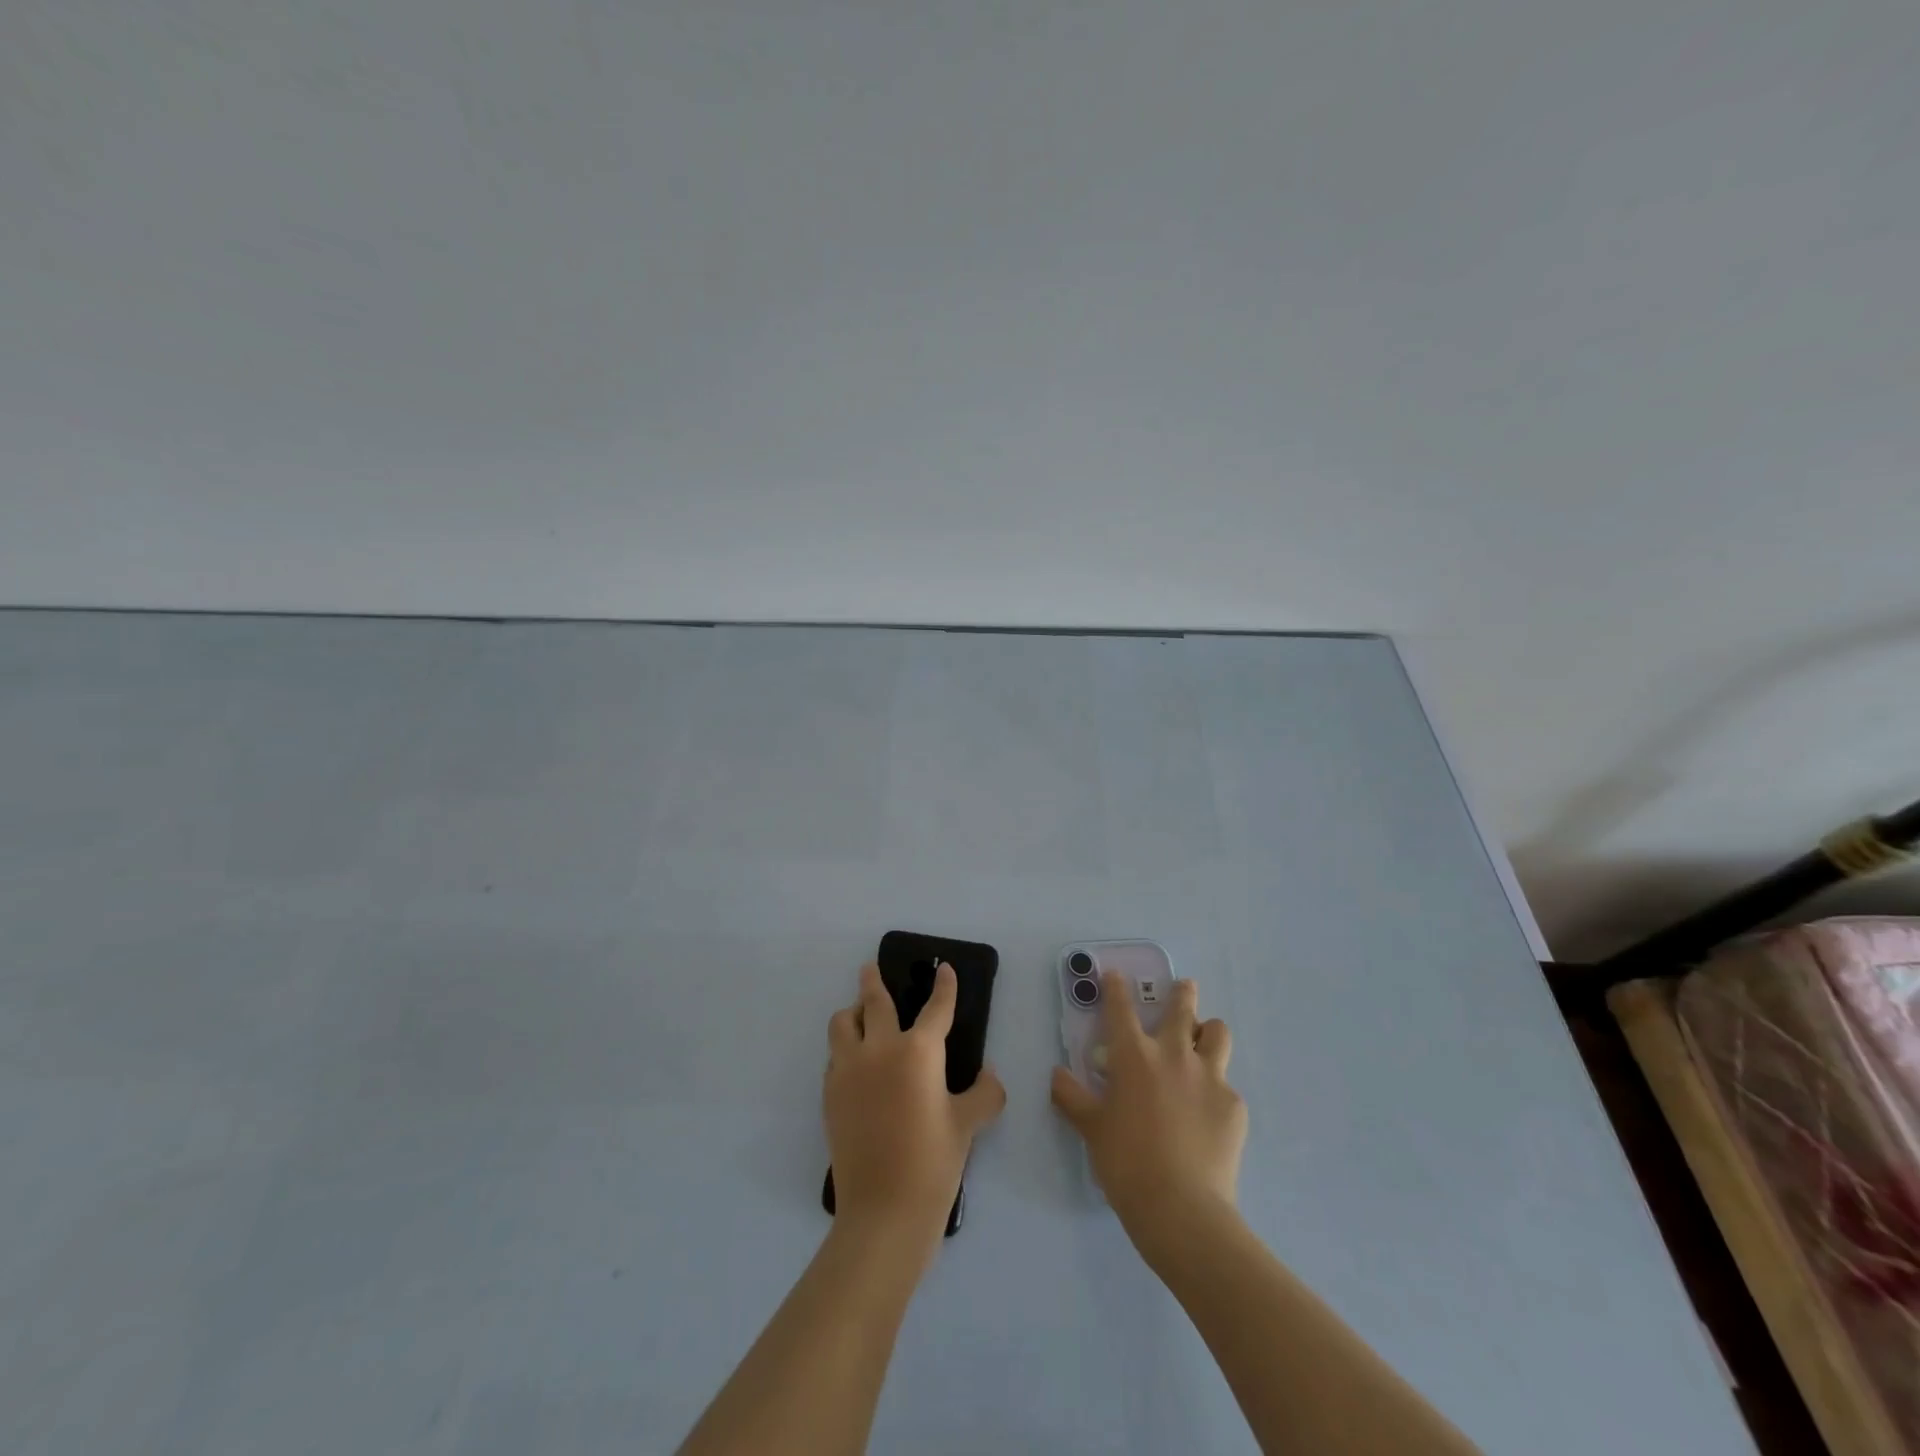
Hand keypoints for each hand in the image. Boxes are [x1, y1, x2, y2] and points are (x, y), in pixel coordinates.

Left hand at [825, 962, 1005, 1246]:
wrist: (883, 1212)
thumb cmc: (933, 1163)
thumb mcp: (969, 1125)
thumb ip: (985, 1093)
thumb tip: (989, 1075)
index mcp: (918, 1051)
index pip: (935, 1007)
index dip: (944, 986)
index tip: (944, 970)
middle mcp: (879, 1049)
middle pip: (874, 1001)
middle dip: (873, 980)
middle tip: (870, 968)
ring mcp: (849, 1070)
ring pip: (842, 1023)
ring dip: (852, 1013)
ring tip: (860, 1016)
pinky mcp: (830, 1094)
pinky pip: (834, 1057)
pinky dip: (844, 1050)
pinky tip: (855, 1064)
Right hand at [1051, 973, 1245, 1258]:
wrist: (1182, 1209)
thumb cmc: (1126, 1163)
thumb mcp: (1091, 1129)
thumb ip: (1072, 1097)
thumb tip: (1056, 1075)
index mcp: (1134, 1056)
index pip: (1121, 1008)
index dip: (1116, 988)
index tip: (1116, 975)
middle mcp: (1174, 1055)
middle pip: (1183, 1008)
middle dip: (1182, 992)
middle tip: (1183, 987)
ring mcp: (1209, 1077)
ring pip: (1217, 1033)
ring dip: (1208, 1031)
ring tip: (1203, 1040)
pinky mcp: (1234, 1105)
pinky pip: (1226, 1084)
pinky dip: (1215, 1089)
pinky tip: (1208, 1113)